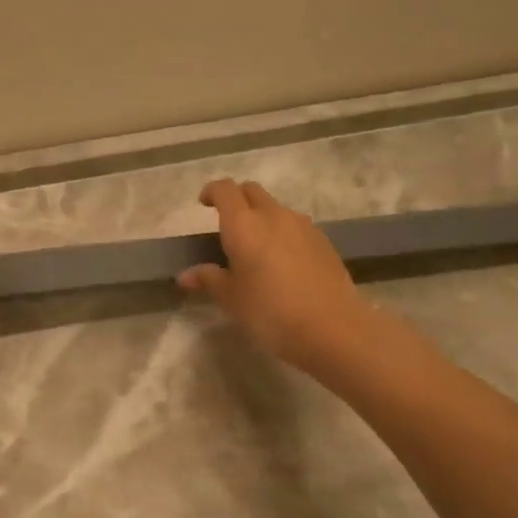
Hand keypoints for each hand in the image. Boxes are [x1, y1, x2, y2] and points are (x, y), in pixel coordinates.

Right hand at [179, 179, 373, 373]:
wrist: (332, 327)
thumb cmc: (270, 311)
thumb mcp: (232, 299)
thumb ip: (208, 279)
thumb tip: (186, 275)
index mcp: (244, 224)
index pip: (225, 190)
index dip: (212, 192)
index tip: (203, 204)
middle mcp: (273, 215)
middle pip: (252, 191)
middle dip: (237, 200)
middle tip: (227, 224)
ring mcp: (303, 226)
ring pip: (276, 208)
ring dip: (262, 217)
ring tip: (257, 247)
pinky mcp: (323, 241)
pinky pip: (296, 226)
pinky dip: (283, 233)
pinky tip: (283, 263)